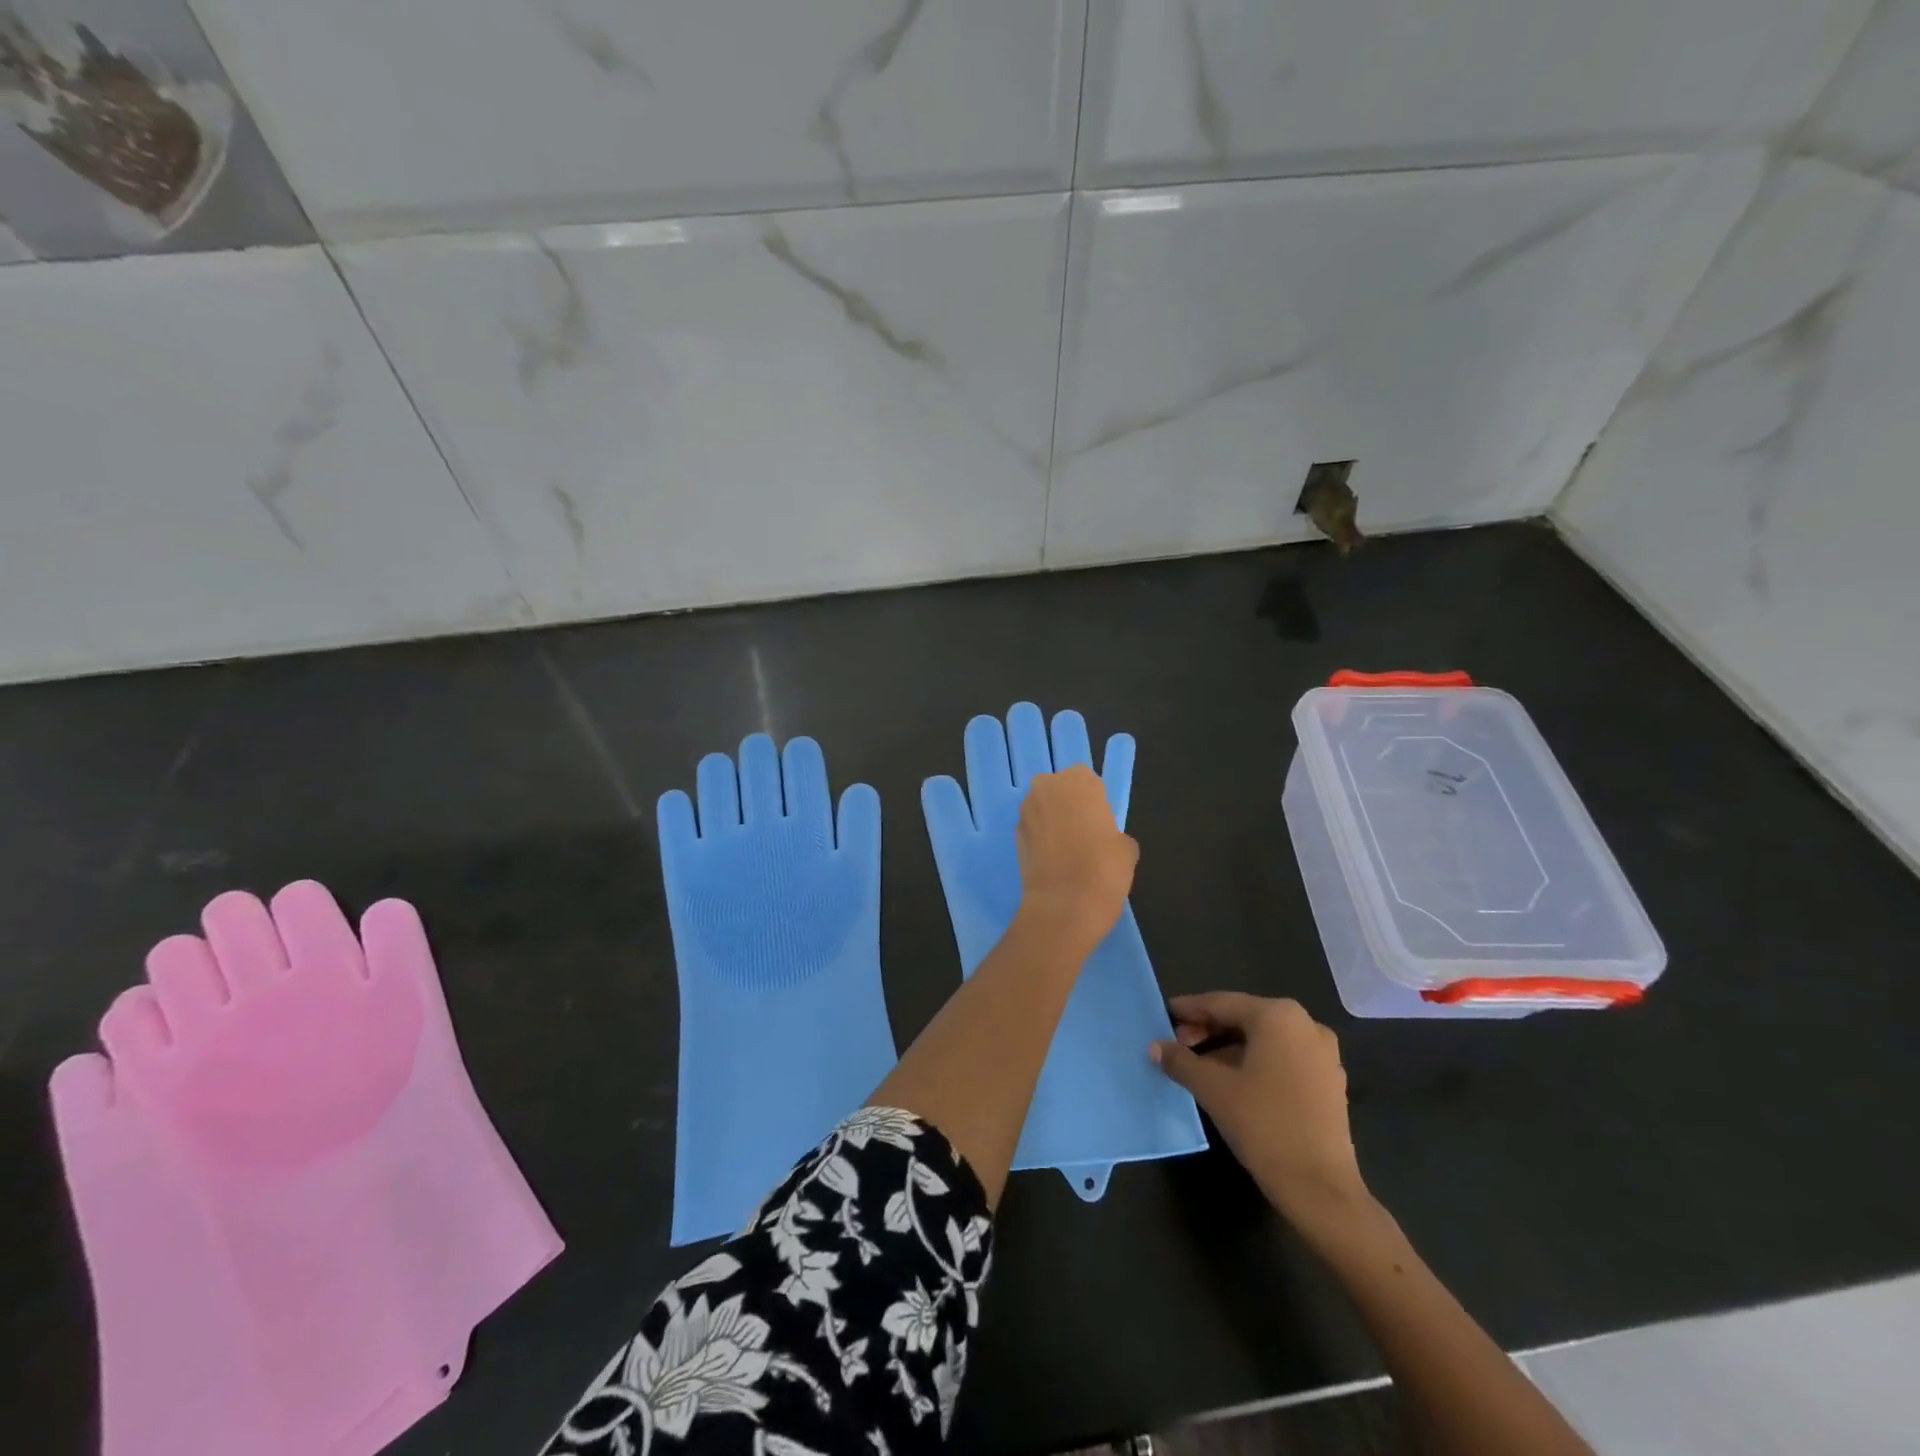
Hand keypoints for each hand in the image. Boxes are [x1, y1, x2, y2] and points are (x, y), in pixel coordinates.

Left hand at [1014, 764, 1137, 949]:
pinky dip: (1040, 838)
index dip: (1093, 801)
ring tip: (1068, 850)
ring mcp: (1026, 811)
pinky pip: (1032, 828)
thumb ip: (1115, 834)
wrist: (1063, 905)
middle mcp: (1047, 788)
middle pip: (1059, 789)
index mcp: (1079, 781)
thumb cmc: (1103, 869)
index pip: (1086, 780)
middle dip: (1068, 805)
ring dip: (1052, 820)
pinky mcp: (1014, 835)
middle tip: (1084, 834)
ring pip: (1042, 807)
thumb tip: (1108, 841)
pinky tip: (1053, 861)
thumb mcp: (1126, 849)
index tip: (1100, 823)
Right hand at [1151, 993, 1368, 1229]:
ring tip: (1199, 1065)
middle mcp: (1305, 1024)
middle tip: (1177, 1044)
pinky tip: (1231, 1081)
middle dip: (1208, 1029)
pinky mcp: (1329, 1081)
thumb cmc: (1264, 1125)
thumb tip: (1155, 1047)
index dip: (1189, 1009)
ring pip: (1263, 1039)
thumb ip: (1181, 1061)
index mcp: (1278, 1016)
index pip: (1221, 1003)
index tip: (1164, 1014)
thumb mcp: (1213, 1089)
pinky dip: (1254, 1062)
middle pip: (1244, 1018)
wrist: (1321, 1189)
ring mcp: (1322, 1054)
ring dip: (1228, 1047)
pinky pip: (1282, 1058)